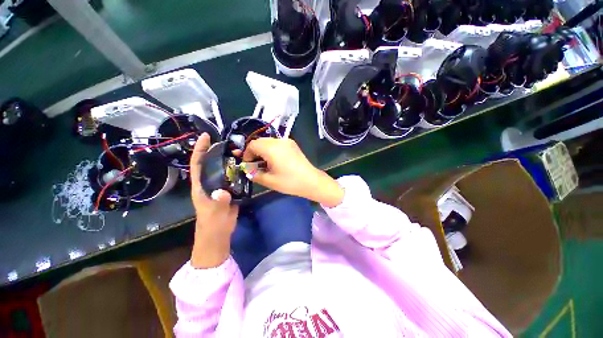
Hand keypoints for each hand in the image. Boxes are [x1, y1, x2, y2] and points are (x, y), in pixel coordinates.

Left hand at [189, 133, 238, 267]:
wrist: (219, 234)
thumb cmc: (212, 225)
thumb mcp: (214, 214)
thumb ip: (218, 203)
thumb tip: (223, 191)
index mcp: (200, 186)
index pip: (197, 164)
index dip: (200, 149)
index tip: (206, 136)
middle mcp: (209, 183)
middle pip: (210, 163)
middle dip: (216, 150)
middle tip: (228, 142)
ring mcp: (219, 186)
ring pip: (222, 169)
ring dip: (228, 159)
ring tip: (238, 150)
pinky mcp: (229, 190)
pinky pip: (232, 176)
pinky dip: (237, 169)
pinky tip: (245, 165)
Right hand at [243, 138, 343, 206]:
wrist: (311, 181)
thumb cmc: (290, 182)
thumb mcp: (269, 180)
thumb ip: (254, 174)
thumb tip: (247, 170)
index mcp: (272, 148)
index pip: (252, 145)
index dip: (246, 154)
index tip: (247, 165)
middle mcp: (279, 141)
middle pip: (260, 141)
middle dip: (254, 152)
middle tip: (254, 164)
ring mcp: (287, 142)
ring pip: (269, 142)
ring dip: (263, 150)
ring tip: (264, 163)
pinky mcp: (292, 145)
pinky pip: (277, 144)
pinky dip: (271, 150)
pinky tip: (274, 161)